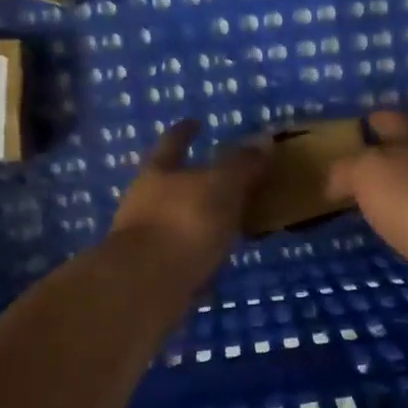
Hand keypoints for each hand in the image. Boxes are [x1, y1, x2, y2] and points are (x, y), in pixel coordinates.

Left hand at [109, 120, 268, 277]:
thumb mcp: (221, 185)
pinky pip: (181, 256)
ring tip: (228, 224)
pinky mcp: (150, 274)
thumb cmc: (184, 222)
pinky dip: (198, 255)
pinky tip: (216, 262)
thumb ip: (242, 164)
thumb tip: (263, 139)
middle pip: (168, 183)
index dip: (184, 132)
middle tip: (221, 179)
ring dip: (197, 221)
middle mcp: (144, 202)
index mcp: (158, 172)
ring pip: (175, 221)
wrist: (146, 285)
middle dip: (190, 179)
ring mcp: (144, 239)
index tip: (195, 122)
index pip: (172, 143)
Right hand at [325, 112, 407, 288]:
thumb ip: (347, 170)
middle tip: (360, 168)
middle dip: (391, 155)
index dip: (377, 119)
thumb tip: (334, 180)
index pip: (395, 120)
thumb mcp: (368, 174)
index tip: (360, 124)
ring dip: (403, 191)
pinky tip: (400, 233)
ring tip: (375, 203)